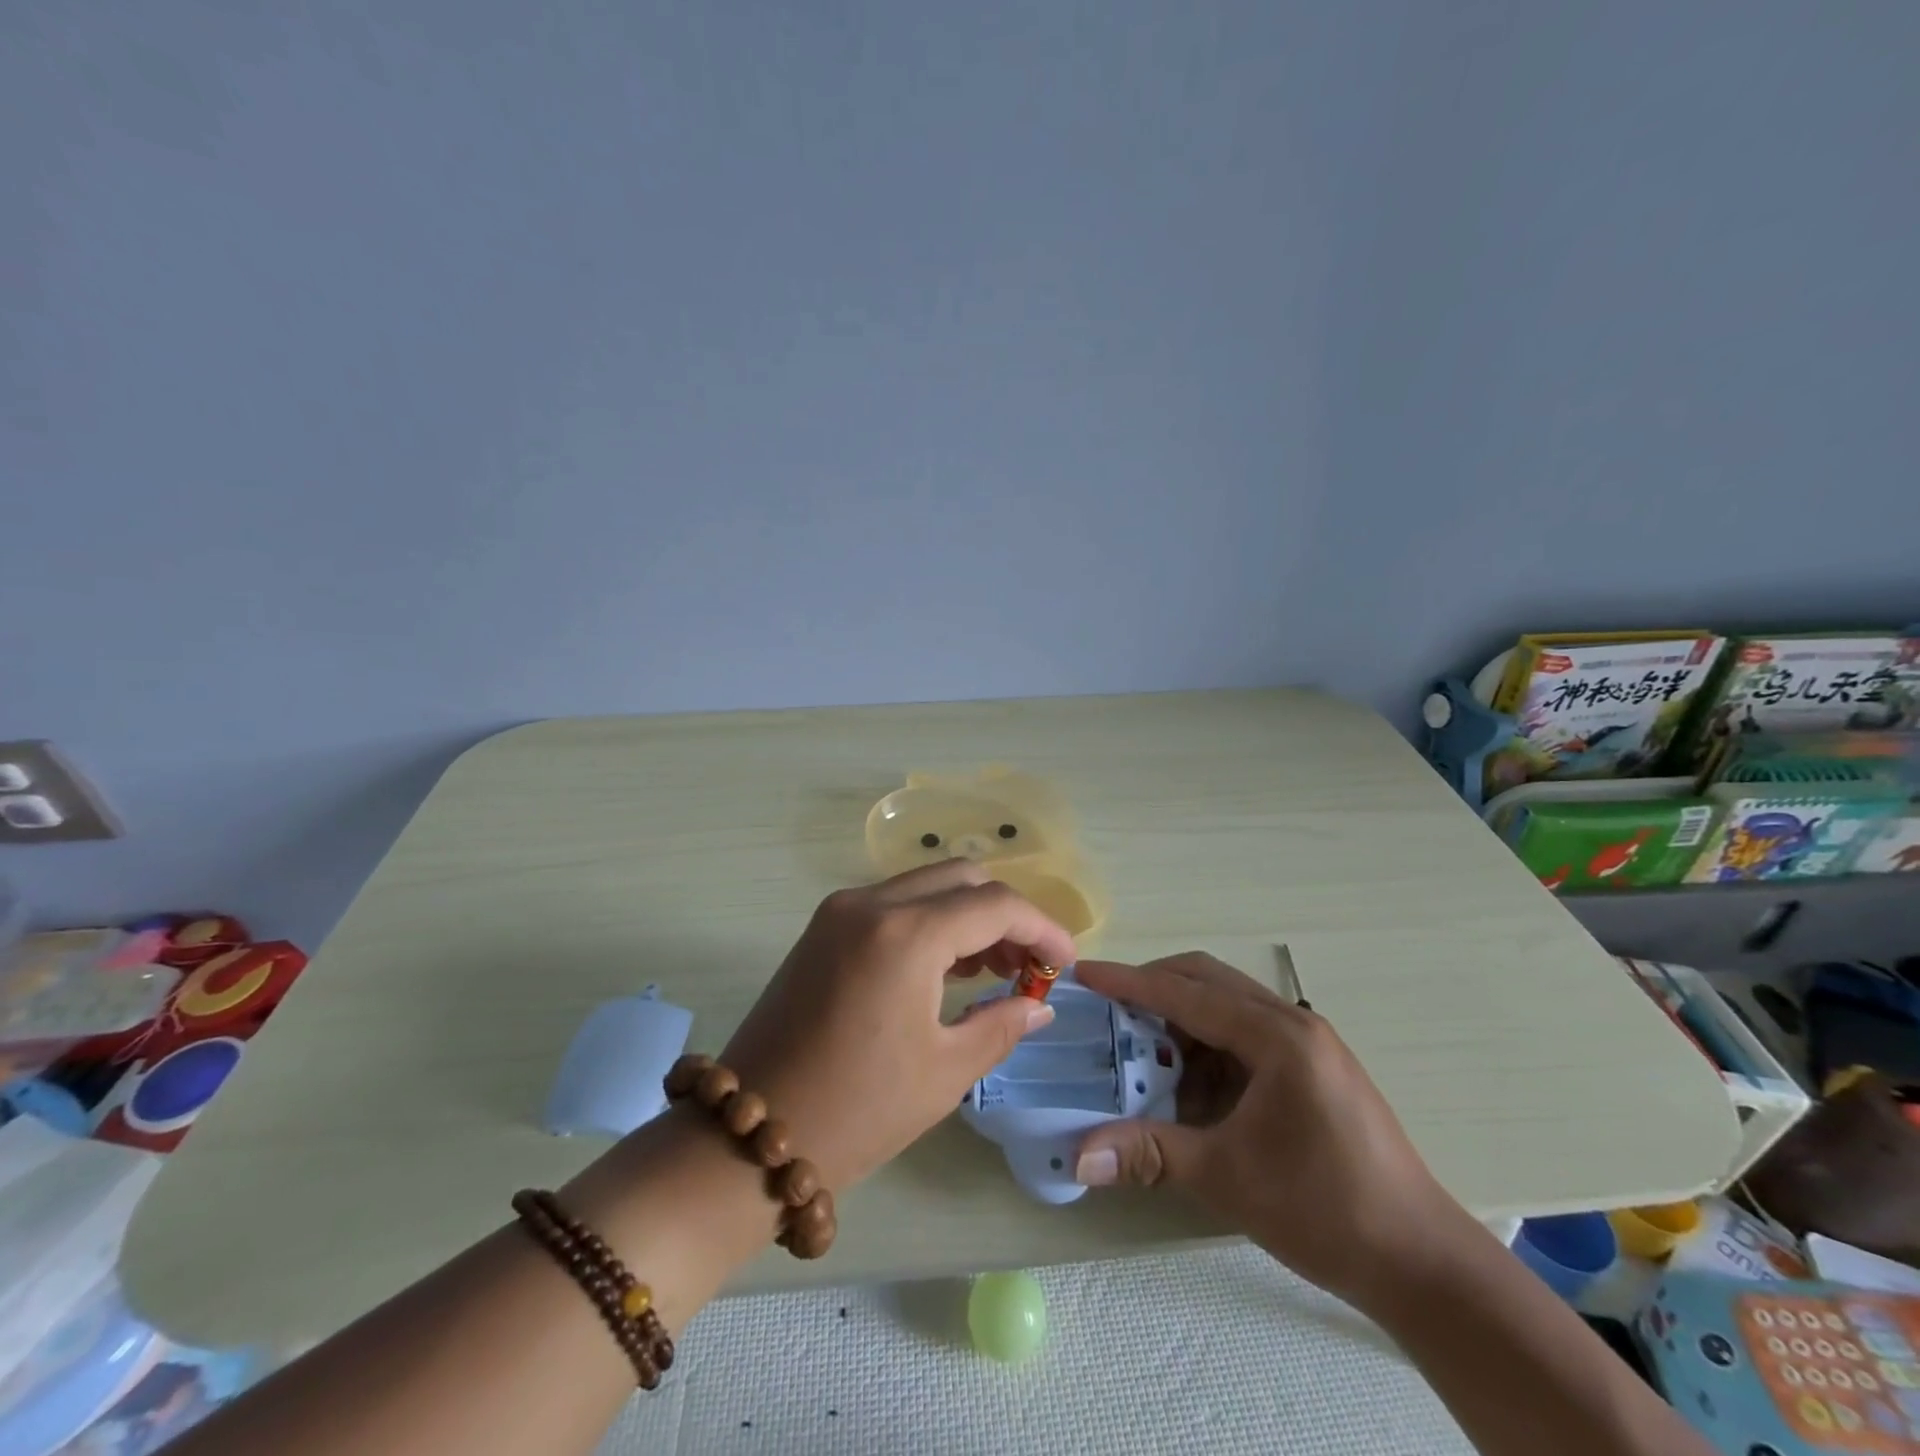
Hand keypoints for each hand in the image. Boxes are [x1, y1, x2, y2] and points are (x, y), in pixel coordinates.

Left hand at [720, 861, 1075, 1189]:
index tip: (1066, 962)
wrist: (749, 1136)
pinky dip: (932, 921)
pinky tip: (950, 968)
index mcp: (905, 934)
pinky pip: (894, 904)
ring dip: (968, 914)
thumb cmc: (857, 1111)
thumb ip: (1001, 1025)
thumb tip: (1038, 1004)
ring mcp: (840, 910)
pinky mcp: (823, 927)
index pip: (994, 904)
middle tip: (1029, 965)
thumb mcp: (944, 1073)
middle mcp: (870, 902)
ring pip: (926, 885)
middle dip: (1006, 913)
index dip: (1042, 927)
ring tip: (998, 969)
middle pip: (961, 877)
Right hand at [1072, 953, 1466, 1305]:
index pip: (1186, 993)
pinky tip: (1190, 1083)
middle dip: (1153, 988)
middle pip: (1207, 980)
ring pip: (1226, 1003)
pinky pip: (1245, 1032)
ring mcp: (1308, 1042)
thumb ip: (1150, 1153)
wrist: (1422, 1263)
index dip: (1129, 982)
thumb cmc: (1325, 1210)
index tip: (1084, 974)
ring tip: (1143, 1052)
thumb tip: (1078, 1157)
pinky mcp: (1312, 1066)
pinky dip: (1207, 1044)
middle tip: (1108, 1009)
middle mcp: (1292, 1022)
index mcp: (1276, 1036)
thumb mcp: (1228, 1178)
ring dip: (1181, 1018)